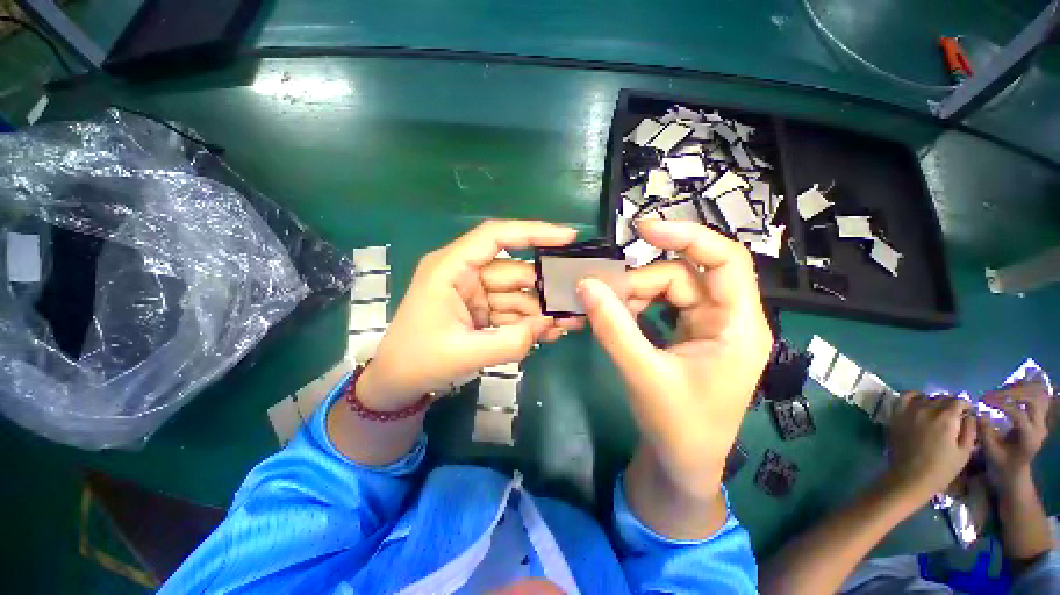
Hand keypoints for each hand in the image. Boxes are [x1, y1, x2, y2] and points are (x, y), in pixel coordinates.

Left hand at [359, 220, 582, 410]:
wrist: (396, 384)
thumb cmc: (418, 361)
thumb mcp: (465, 353)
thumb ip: (512, 341)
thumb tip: (549, 324)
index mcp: (451, 268)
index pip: (496, 236)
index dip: (533, 232)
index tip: (568, 237)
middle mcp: (464, 273)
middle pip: (514, 271)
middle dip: (545, 287)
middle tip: (576, 300)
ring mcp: (473, 292)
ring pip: (516, 293)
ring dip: (541, 309)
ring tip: (569, 324)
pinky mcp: (480, 309)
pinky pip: (510, 310)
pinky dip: (529, 321)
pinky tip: (550, 332)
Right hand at [577, 220, 772, 497]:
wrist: (682, 464)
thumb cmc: (677, 425)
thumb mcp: (642, 373)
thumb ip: (612, 327)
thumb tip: (585, 284)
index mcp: (738, 327)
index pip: (725, 260)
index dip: (688, 236)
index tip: (643, 230)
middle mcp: (728, 319)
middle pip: (683, 277)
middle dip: (641, 284)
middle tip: (604, 299)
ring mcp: (707, 327)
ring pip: (669, 290)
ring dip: (635, 297)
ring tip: (608, 314)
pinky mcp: (689, 336)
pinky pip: (661, 307)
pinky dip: (637, 309)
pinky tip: (618, 320)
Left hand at [887, 393, 976, 500]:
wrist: (910, 477)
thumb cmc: (941, 469)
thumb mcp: (964, 452)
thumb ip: (970, 430)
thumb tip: (970, 416)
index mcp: (946, 418)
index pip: (958, 401)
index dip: (965, 406)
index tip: (967, 414)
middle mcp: (926, 409)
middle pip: (941, 398)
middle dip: (950, 404)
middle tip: (954, 416)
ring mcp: (908, 411)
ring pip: (925, 397)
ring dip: (933, 401)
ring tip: (937, 412)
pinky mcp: (896, 415)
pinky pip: (904, 397)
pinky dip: (913, 396)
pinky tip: (919, 403)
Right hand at [978, 377, 1051, 489]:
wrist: (1014, 475)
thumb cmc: (1000, 466)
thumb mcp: (990, 452)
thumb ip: (985, 432)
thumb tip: (979, 411)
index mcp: (1029, 437)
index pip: (1018, 414)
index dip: (1001, 404)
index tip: (983, 400)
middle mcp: (1039, 427)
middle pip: (1031, 400)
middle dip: (1010, 394)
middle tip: (990, 395)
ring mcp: (1040, 423)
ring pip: (1035, 396)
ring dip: (1017, 392)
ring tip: (998, 393)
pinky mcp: (1037, 420)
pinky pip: (1035, 400)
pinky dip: (1023, 394)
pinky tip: (1009, 393)